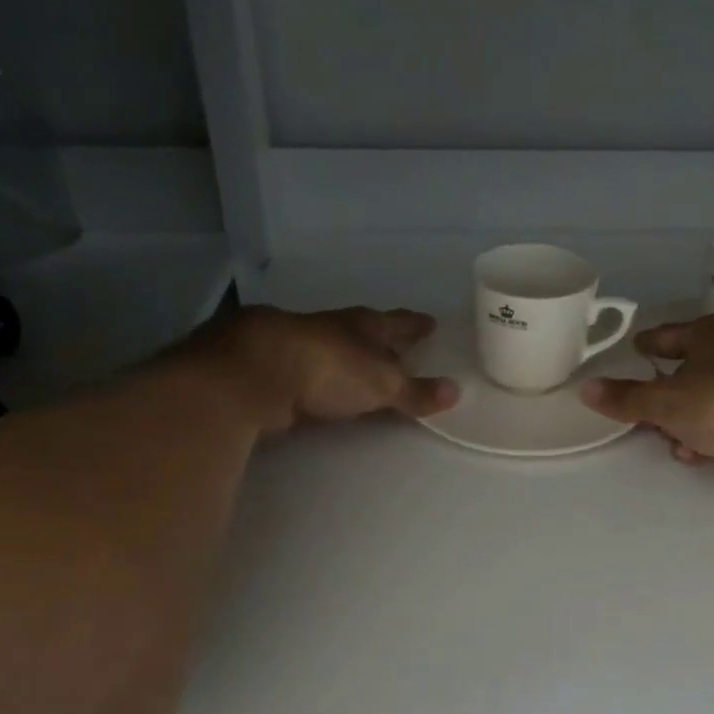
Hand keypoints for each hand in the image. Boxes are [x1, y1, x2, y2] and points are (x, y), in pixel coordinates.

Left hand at [201, 306, 458, 432]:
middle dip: (382, 340)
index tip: (430, 323)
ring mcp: (300, 346)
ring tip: (363, 370)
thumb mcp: (382, 383)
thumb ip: (415, 391)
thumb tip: (456, 391)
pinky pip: (309, 372)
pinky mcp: (274, 369)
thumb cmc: (330, 368)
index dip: (415, 325)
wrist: (257, 371)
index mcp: (365, 326)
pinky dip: (320, 379)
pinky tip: (321, 388)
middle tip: (400, 347)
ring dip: (349, 359)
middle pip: (365, 333)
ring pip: (334, 350)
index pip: (399, 323)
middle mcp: (334, 329)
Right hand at [580, 312, 713, 487]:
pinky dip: (713, 433)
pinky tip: (699, 454)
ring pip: (712, 396)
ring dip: (689, 420)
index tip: (635, 350)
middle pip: (692, 368)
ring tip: (674, 444)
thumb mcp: (662, 403)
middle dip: (668, 394)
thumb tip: (585, 389)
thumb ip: (625, 398)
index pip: (669, 335)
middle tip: (647, 413)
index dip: (648, 345)